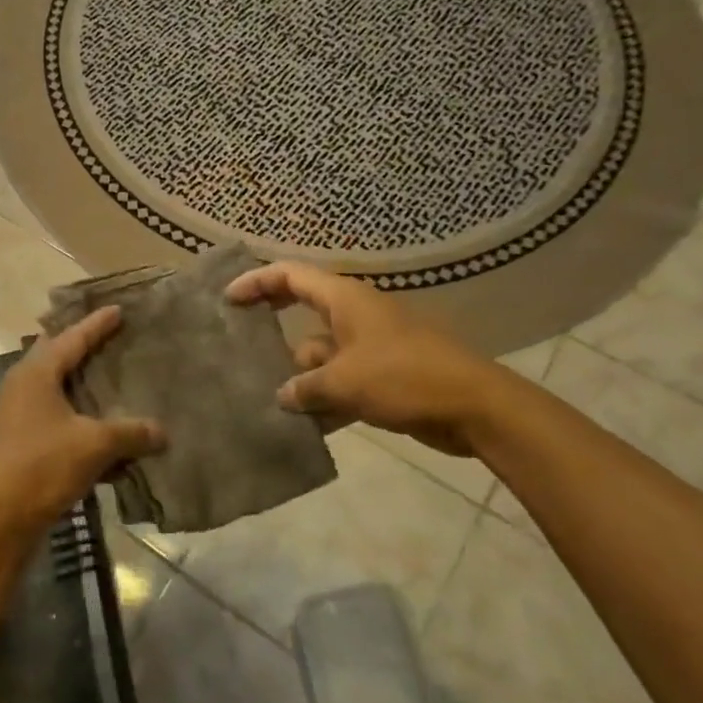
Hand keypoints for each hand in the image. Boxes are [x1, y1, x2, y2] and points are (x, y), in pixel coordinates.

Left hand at [0, 307, 163, 554]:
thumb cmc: (39, 467)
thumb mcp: (93, 446)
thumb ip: (129, 433)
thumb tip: (162, 432)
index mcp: (35, 374)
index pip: (71, 338)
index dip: (97, 324)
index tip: (118, 309)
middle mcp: (21, 389)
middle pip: (56, 360)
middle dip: (82, 350)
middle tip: (110, 341)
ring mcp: (14, 420)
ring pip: (55, 396)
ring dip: (81, 393)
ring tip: (111, 388)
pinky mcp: (16, 450)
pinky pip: (55, 427)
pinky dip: (78, 428)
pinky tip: (102, 443)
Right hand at [225, 261, 514, 456]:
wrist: (474, 407)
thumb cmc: (405, 378)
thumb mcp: (345, 382)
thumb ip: (305, 387)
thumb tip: (282, 394)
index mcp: (345, 299)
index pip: (291, 276)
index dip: (256, 282)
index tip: (228, 299)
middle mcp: (355, 315)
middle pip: (303, 310)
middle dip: (273, 325)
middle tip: (239, 340)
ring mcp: (370, 346)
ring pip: (321, 353)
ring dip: (299, 375)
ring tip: (265, 399)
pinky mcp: (384, 375)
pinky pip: (342, 380)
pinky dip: (325, 398)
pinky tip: (304, 426)